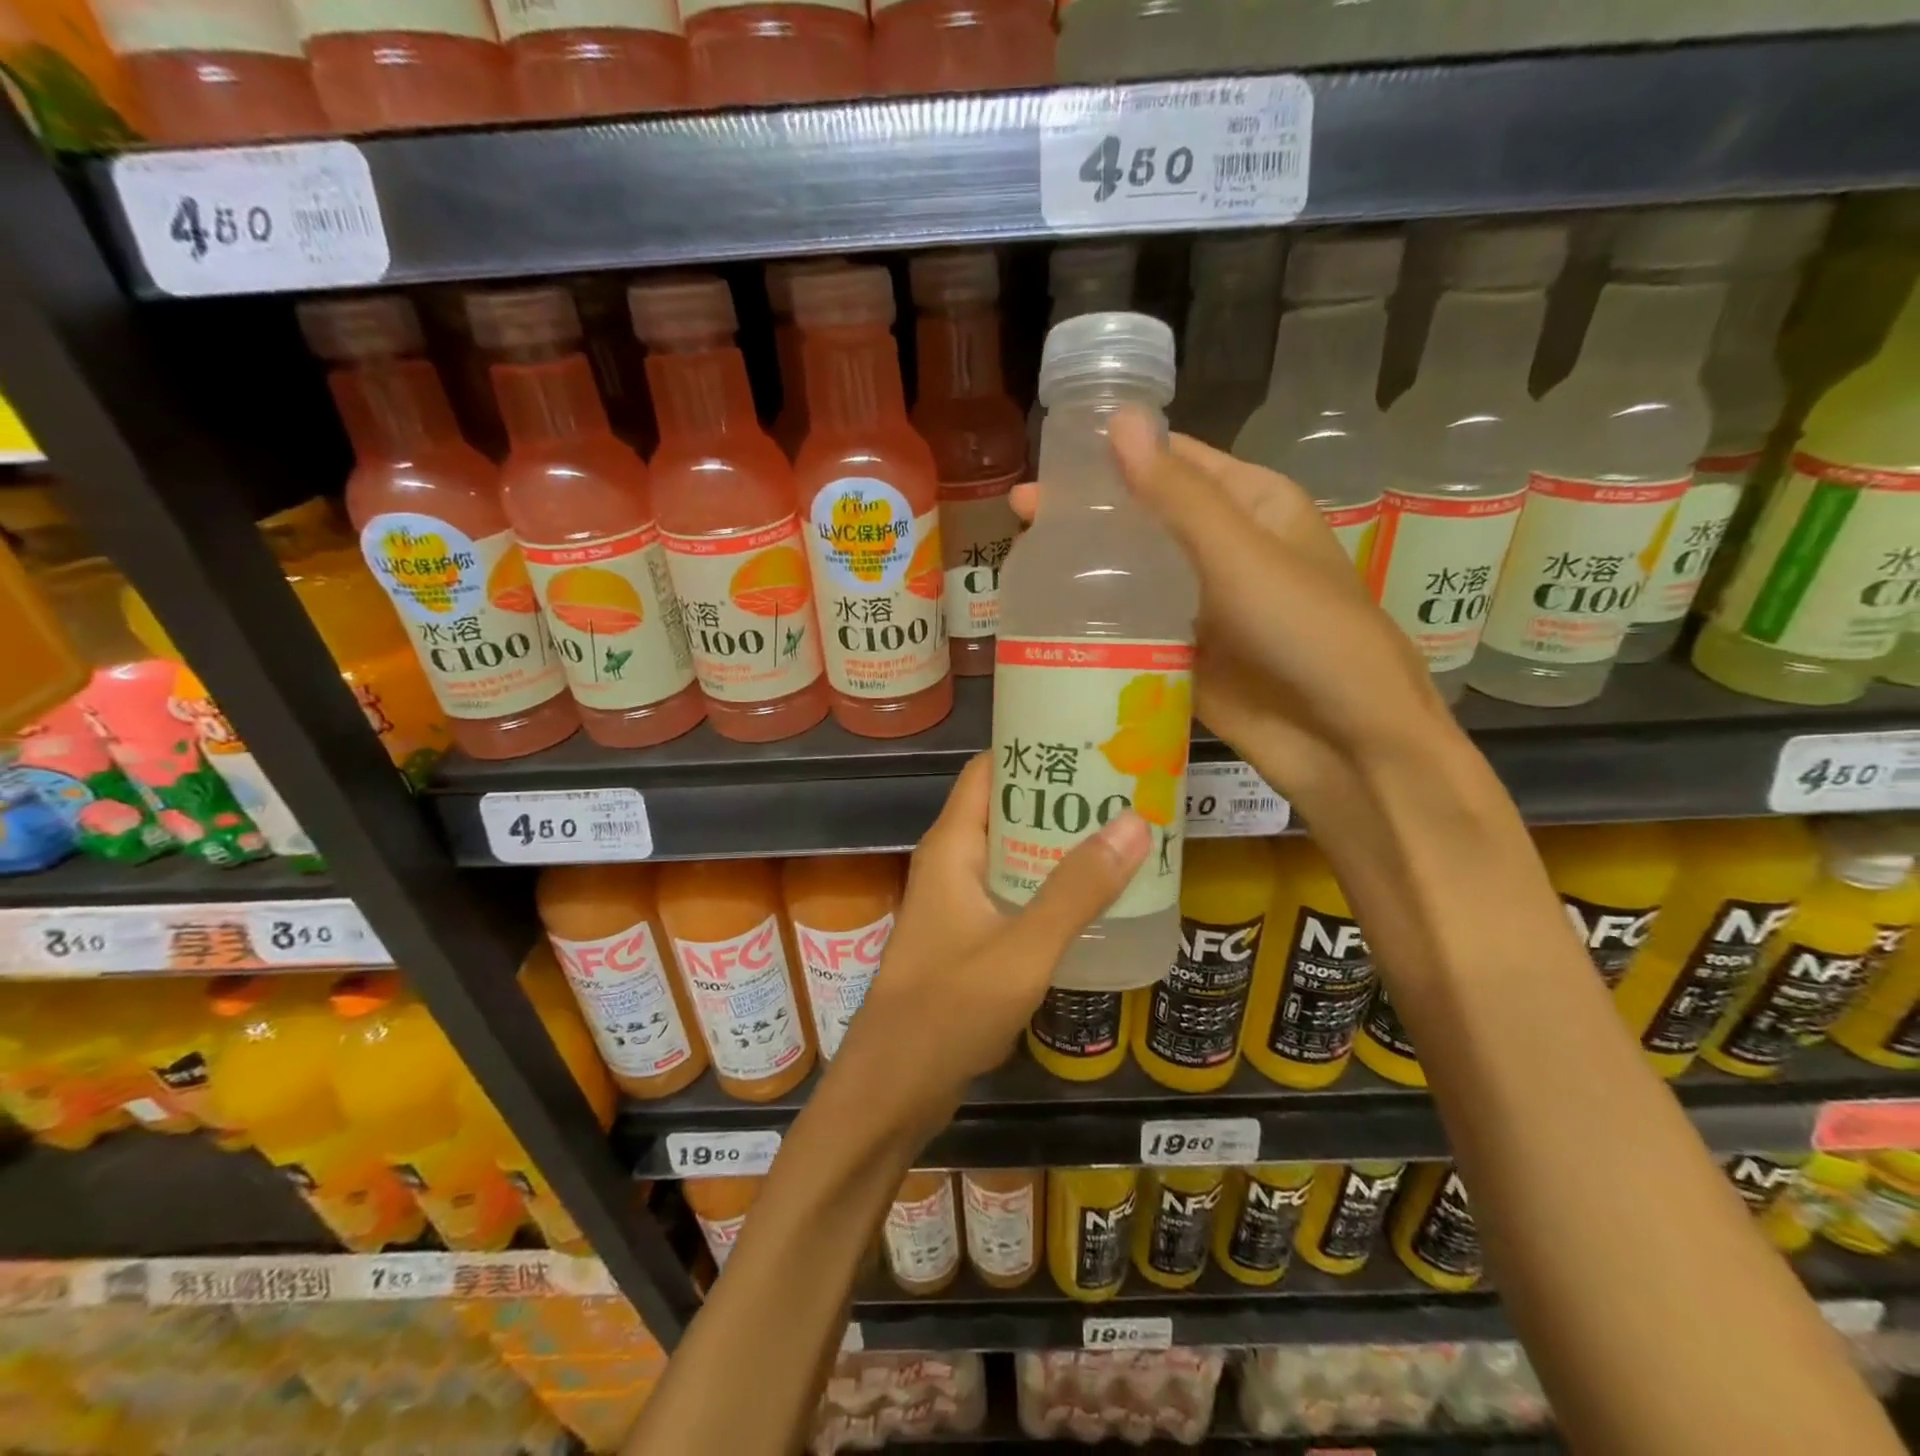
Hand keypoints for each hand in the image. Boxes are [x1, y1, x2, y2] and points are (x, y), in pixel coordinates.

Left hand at [842, 754, 1148, 1127]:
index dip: (1033, 747)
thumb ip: (1077, 890)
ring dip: (1059, 841)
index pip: (988, 769)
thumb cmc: (947, 1010)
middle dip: (1061, 795)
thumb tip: (1136, 821)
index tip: (1091, 739)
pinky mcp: (969, 935)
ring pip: (1013, 851)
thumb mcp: (1022, 949)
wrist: (892, 1088)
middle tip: (1126, 785)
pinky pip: (1014, 890)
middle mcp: (952, 861)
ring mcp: (959, 900)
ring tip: (1124, 830)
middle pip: (1007, 807)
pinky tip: (1095, 893)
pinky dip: (1050, 882)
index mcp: (952, 845)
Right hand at [1010, 412, 1448, 822]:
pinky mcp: (1183, 654)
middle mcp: (1223, 548)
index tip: (1048, 455)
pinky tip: (1050, 617)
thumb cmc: (1306, 631)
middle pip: (1146, 518)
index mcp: (1250, 503)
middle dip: (1089, 514)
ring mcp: (1201, 604)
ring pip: (1135, 574)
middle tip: (1019, 514)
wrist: (1343, 742)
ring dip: (1088, 568)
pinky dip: (1099, 620)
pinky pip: (1135, 626)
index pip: (1173, 460)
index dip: (1114, 452)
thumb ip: (1176, 495)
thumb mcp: (1240, 554)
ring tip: (1020, 560)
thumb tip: (1118, 419)